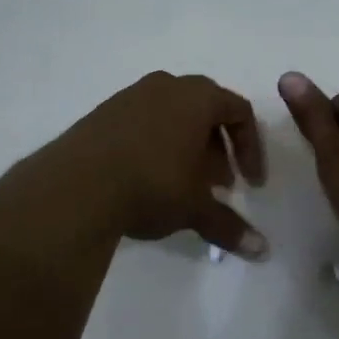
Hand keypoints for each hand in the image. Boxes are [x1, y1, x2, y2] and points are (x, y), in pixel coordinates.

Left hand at [44, 72, 269, 256]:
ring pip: (172, 115)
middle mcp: (165, 86)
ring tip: (184, 184)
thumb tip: (263, 252)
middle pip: (205, 109)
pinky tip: (147, 179)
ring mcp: (129, 96)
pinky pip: (142, 122)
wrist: (75, 186)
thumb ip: (229, 226)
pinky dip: (156, 145)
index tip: (250, 184)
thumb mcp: (195, 208)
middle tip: (219, 184)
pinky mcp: (102, 113)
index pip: (239, 111)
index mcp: (197, 97)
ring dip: (187, 146)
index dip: (251, 148)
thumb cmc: (151, 185)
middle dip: (218, 148)